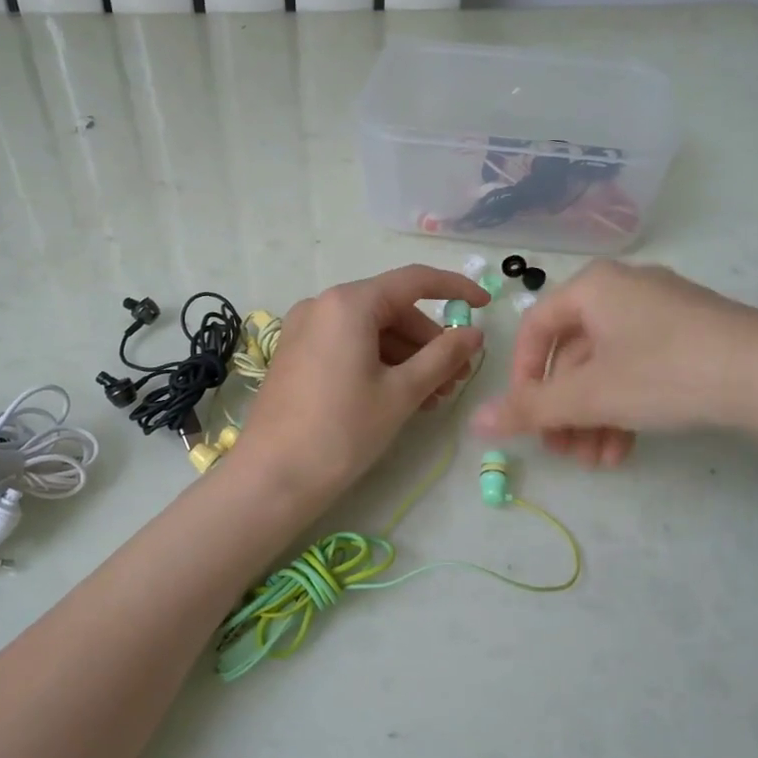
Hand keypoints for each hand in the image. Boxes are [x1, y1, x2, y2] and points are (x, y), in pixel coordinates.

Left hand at [233, 265, 487, 504]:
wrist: (273, 476)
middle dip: (430, 341)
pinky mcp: (297, 354)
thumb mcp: (401, 392)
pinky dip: (379, 363)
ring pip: (371, 331)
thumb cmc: (342, 430)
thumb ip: (443, 356)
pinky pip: (348, 345)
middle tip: (457, 378)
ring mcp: (305, 329)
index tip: (485, 305)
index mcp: (349, 303)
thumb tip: (474, 333)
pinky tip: (399, 396)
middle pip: (392, 309)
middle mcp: (322, 305)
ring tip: (433, 397)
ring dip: (407, 357)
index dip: (455, 289)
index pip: (414, 281)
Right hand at [471, 260, 757, 463]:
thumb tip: (475, 423)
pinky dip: (625, 408)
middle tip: (563, 453)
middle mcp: (623, 290)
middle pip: (573, 356)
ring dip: (594, 419)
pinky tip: (625, 450)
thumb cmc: (663, 372)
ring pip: (607, 368)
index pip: (535, 331)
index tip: (526, 420)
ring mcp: (661, 312)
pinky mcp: (691, 335)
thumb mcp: (589, 395)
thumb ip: (530, 409)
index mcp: (592, 288)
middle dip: (565, 411)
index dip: (523, 379)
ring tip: (598, 462)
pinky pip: (639, 369)